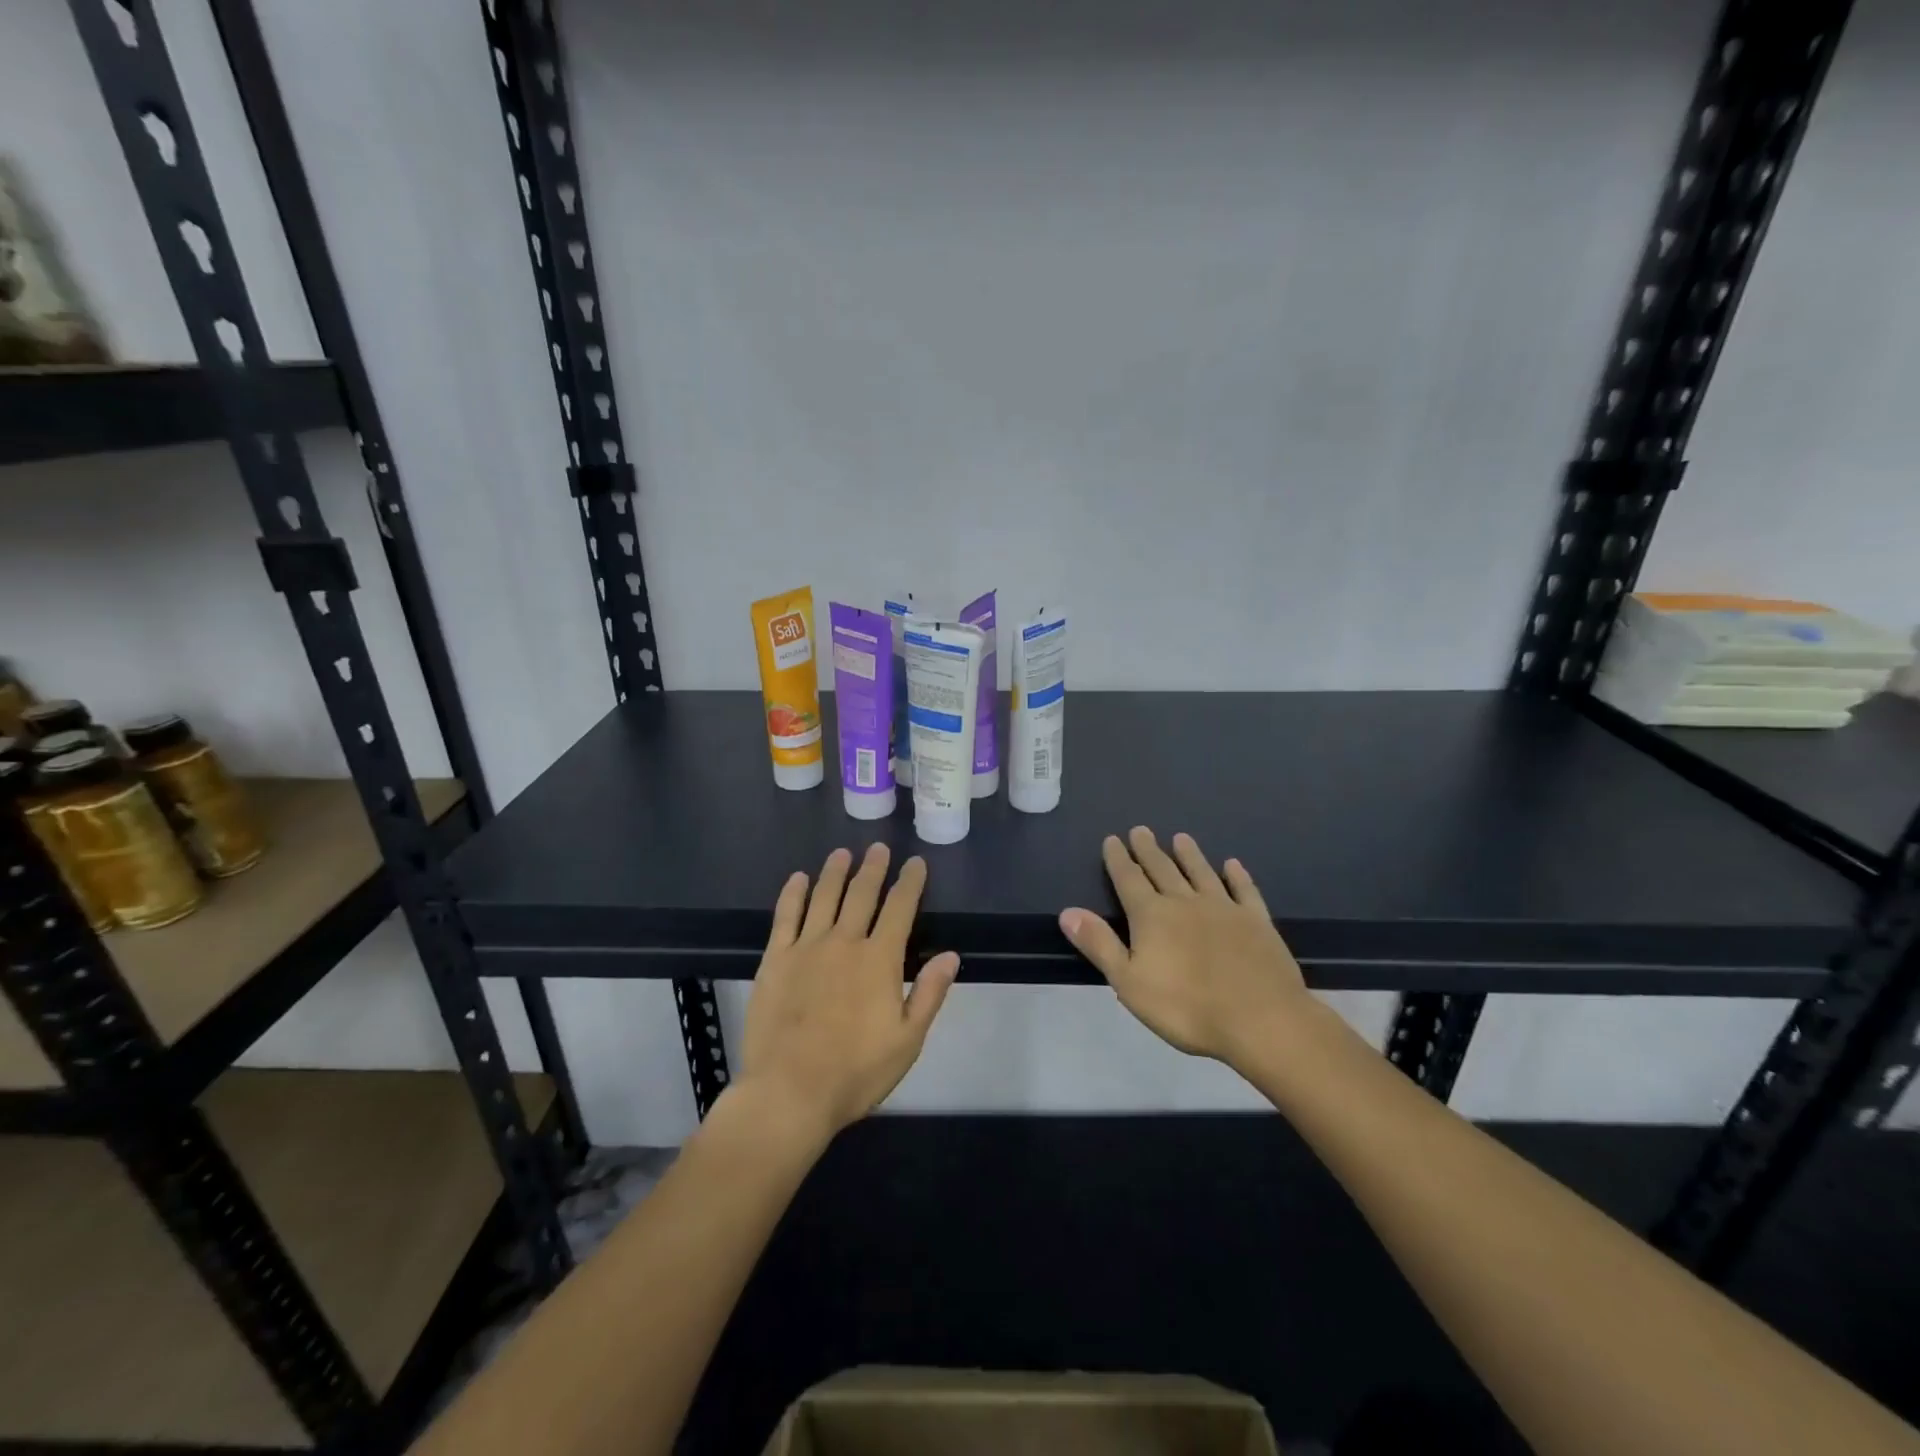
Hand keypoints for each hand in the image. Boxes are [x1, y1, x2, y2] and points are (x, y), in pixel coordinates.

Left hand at [737, 843, 959, 1141]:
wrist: (790, 1091)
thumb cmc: (856, 1072)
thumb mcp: (908, 1040)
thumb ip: (929, 993)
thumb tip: (950, 955)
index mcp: (880, 960)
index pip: (900, 908)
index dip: (910, 883)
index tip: (916, 863)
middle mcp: (844, 942)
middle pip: (862, 894)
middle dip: (873, 868)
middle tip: (878, 848)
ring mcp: (806, 947)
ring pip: (824, 897)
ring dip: (835, 872)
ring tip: (842, 853)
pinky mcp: (776, 959)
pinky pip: (785, 916)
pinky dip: (793, 894)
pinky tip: (798, 879)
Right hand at [1059, 827, 1308, 1066]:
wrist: (1261, 1020)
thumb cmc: (1187, 1008)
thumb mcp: (1129, 982)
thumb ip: (1099, 944)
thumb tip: (1068, 911)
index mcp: (1152, 916)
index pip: (1129, 880)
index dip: (1118, 860)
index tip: (1112, 839)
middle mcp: (1185, 902)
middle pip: (1162, 869)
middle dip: (1148, 850)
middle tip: (1141, 830)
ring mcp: (1224, 908)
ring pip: (1201, 872)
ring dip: (1189, 854)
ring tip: (1180, 837)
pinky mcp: (1256, 922)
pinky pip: (1244, 890)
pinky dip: (1237, 876)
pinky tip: (1233, 865)